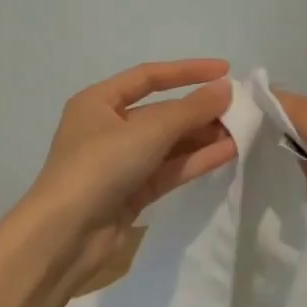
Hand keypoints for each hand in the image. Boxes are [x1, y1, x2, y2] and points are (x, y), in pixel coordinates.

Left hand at [19, 60, 237, 293]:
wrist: (64, 236)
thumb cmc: (99, 166)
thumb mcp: (148, 131)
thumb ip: (190, 110)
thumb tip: (226, 88)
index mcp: (98, 101)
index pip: (148, 76)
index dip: (187, 71)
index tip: (224, 70)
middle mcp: (107, 128)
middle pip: (161, 112)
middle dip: (198, 110)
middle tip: (239, 109)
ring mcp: (119, 162)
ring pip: (167, 143)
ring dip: (202, 136)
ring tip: (241, 131)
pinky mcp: (131, 193)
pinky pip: (168, 169)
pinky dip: (195, 160)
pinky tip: (227, 153)